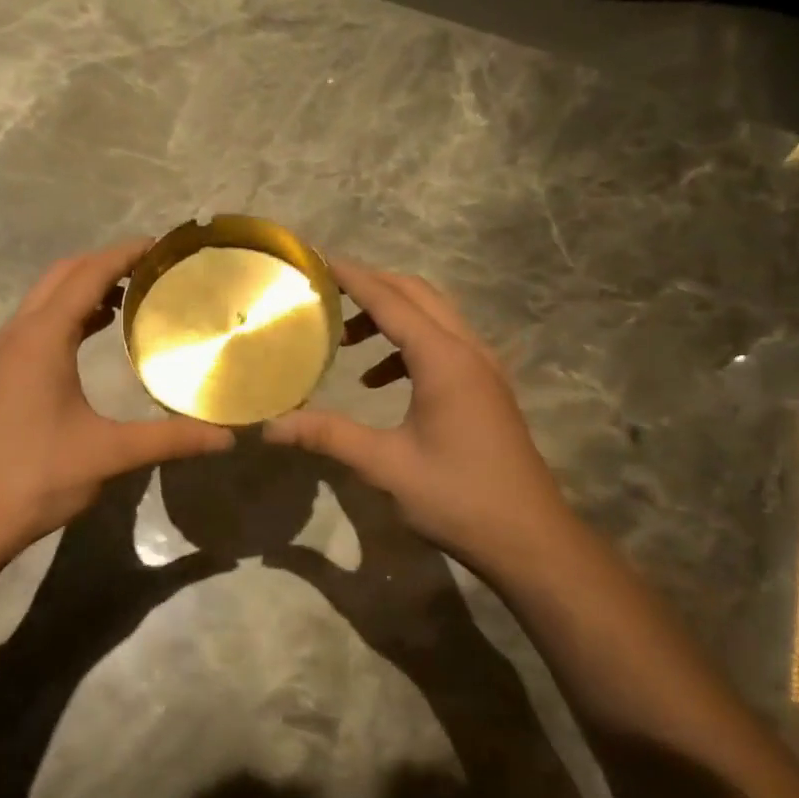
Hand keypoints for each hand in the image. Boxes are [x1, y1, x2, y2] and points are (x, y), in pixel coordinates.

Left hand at [0, 238, 232, 570]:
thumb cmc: (35, 476)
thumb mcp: (108, 454)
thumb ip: (170, 439)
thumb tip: (227, 435)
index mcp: (41, 338)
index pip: (87, 276)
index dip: (124, 254)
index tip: (162, 246)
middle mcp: (17, 334)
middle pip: (62, 276)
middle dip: (104, 263)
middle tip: (152, 268)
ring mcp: (3, 354)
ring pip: (45, 299)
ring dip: (84, 287)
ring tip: (132, 294)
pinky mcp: (0, 375)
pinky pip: (38, 324)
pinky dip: (69, 313)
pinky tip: (95, 333)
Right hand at [264, 260, 579, 584]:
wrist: (529, 538)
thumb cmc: (457, 497)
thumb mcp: (385, 465)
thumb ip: (327, 436)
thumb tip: (269, 427)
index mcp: (444, 359)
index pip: (391, 300)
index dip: (352, 277)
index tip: (317, 259)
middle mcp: (468, 351)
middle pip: (417, 294)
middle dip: (371, 286)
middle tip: (326, 292)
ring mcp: (483, 368)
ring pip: (434, 317)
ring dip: (391, 316)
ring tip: (347, 341)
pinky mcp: (486, 388)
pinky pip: (444, 344)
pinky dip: (408, 346)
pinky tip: (380, 381)